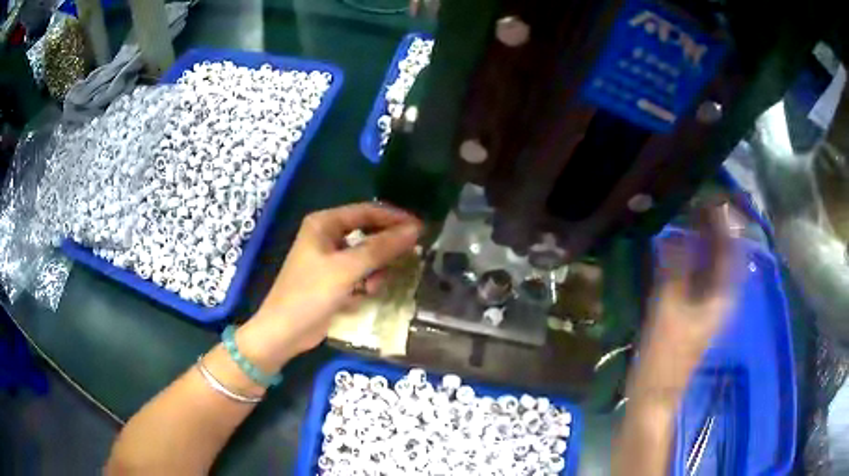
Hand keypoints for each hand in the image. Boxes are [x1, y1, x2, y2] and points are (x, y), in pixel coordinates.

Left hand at [238, 203, 421, 367]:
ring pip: (367, 254)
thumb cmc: (310, 294)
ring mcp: (330, 258)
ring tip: (375, 285)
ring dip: (376, 269)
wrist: (284, 332)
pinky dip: (367, 281)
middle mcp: (327, 235)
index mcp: (324, 223)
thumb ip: (381, 248)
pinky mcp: (334, 279)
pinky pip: (360, 272)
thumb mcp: (346, 269)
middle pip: (368, 232)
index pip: (367, 211)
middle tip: (410, 256)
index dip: (394, 218)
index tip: (421, 229)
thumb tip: (415, 230)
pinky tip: (366, 294)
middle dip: (386, 247)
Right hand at [630, 207, 736, 403]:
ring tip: (691, 217)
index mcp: (722, 297)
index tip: (713, 198)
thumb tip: (674, 236)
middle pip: (725, 256)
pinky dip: (695, 258)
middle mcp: (722, 297)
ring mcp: (710, 305)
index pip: (732, 251)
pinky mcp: (696, 310)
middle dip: (716, 228)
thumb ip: (673, 270)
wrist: (657, 391)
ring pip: (713, 265)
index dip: (726, 224)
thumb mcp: (669, 310)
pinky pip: (701, 276)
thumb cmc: (666, 355)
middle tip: (699, 202)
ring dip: (705, 241)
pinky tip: (682, 248)